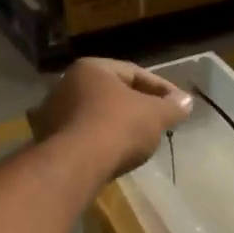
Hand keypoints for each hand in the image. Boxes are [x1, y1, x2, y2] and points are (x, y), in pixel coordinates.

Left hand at [27, 58, 191, 178]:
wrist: (76, 164)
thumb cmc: (118, 127)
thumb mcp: (155, 115)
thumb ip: (172, 107)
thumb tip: (186, 101)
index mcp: (92, 68)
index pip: (134, 72)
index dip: (161, 88)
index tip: (178, 104)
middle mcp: (66, 83)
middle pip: (112, 93)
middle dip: (137, 106)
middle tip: (159, 121)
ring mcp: (52, 112)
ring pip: (95, 115)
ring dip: (117, 124)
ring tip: (139, 141)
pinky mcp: (47, 139)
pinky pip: (83, 135)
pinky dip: (100, 141)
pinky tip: (114, 154)